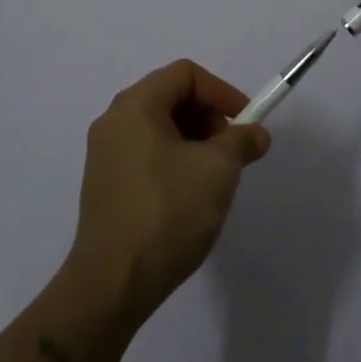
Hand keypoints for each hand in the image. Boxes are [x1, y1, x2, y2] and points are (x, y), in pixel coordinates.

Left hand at [64, 60, 270, 324]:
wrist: (111, 287)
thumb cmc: (166, 213)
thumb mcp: (217, 171)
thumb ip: (241, 141)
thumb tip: (256, 134)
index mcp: (135, 105)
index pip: (185, 74)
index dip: (221, 92)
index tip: (245, 123)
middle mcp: (114, 121)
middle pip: (171, 97)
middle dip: (208, 118)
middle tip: (231, 151)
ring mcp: (105, 155)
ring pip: (160, 129)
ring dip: (194, 142)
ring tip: (214, 178)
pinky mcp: (104, 186)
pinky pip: (146, 155)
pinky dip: (174, 161)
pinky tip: (189, 198)